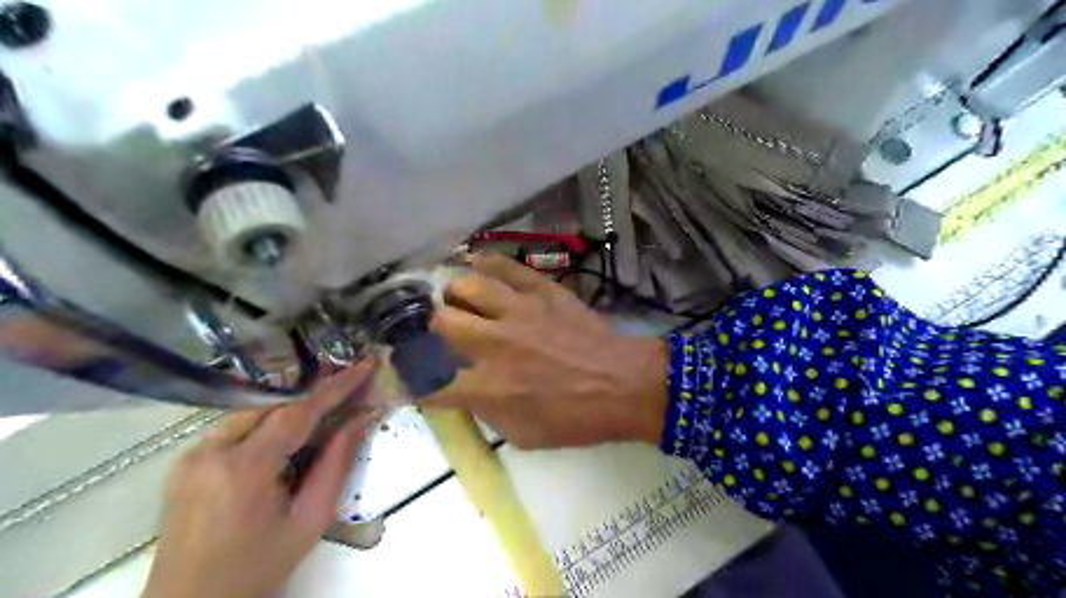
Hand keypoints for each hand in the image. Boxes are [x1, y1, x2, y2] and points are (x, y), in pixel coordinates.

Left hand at [139, 361, 375, 597]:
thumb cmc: (257, 568)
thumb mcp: (309, 520)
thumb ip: (336, 465)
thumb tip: (360, 420)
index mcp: (243, 470)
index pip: (297, 412)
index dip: (335, 386)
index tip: (363, 366)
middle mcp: (209, 452)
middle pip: (272, 404)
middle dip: (313, 392)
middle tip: (350, 382)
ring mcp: (191, 455)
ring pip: (252, 410)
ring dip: (290, 405)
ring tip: (326, 402)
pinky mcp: (184, 461)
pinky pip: (235, 425)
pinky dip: (267, 420)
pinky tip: (288, 429)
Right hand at [423, 252, 662, 448]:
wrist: (623, 384)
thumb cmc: (575, 418)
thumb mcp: (524, 435)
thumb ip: (485, 412)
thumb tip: (462, 390)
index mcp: (488, 387)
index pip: (430, 382)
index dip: (410, 381)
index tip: (407, 377)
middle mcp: (495, 344)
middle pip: (440, 323)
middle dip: (430, 330)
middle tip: (439, 333)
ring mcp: (519, 311)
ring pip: (465, 287)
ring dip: (454, 295)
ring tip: (456, 300)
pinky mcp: (542, 291)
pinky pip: (504, 267)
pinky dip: (485, 263)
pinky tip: (475, 264)